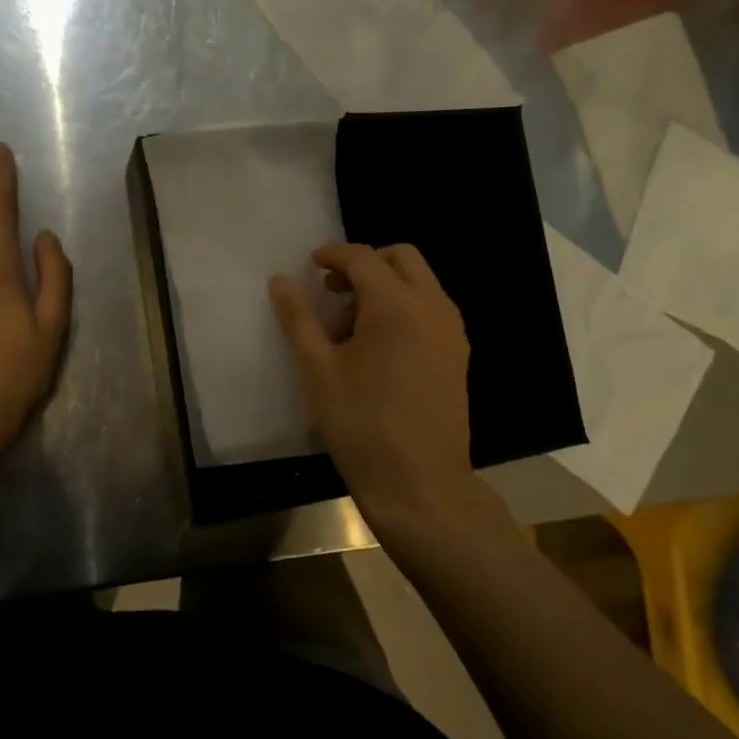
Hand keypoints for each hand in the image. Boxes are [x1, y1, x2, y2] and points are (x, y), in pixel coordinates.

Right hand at [269, 243, 473, 528]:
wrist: (419, 483)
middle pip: (402, 258)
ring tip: (350, 325)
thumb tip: (281, 280)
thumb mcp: (318, 370)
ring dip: (386, 285)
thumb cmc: (361, 425)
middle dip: (365, 263)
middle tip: (332, 290)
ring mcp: (452, 331)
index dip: (334, 254)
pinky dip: (404, 307)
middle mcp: (433, 307)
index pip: (363, 258)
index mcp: (396, 306)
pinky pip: (430, 309)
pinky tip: (378, 346)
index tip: (311, 264)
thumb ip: (298, 318)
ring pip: (420, 283)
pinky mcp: (458, 354)